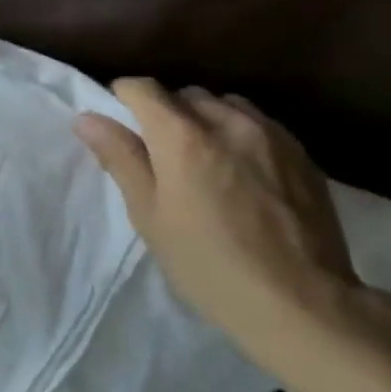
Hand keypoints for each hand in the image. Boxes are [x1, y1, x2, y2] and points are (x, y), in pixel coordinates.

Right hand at [73, 79, 369, 376]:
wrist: (302, 303)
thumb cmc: (208, 263)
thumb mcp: (149, 214)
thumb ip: (121, 158)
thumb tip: (88, 119)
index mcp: (181, 135)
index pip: (143, 88)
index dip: (124, 98)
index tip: (121, 123)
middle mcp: (226, 121)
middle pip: (186, 94)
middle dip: (168, 112)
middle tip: (163, 153)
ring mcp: (270, 135)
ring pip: (226, 105)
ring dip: (207, 119)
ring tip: (207, 158)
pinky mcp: (302, 155)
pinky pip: (260, 125)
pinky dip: (241, 134)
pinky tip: (245, 172)